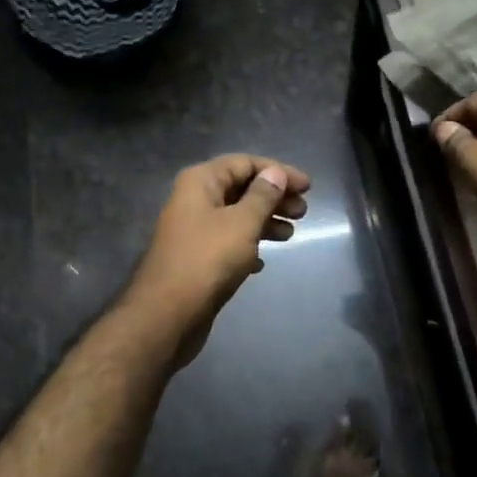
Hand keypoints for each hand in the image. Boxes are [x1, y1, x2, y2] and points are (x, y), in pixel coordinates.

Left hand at [126, 154, 311, 365]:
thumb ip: (263, 196)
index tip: (307, 187)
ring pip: (237, 216)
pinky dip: (248, 246)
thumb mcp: (242, 223)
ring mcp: (194, 230)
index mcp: (201, 182)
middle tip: (302, 212)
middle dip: (274, 197)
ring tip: (291, 234)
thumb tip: (276, 173)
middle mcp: (194, 200)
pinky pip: (228, 242)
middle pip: (241, 188)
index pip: (245, 163)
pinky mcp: (197, 258)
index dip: (278, 171)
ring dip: (265, 221)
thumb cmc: (208, 259)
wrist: (168, 313)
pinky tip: (263, 262)